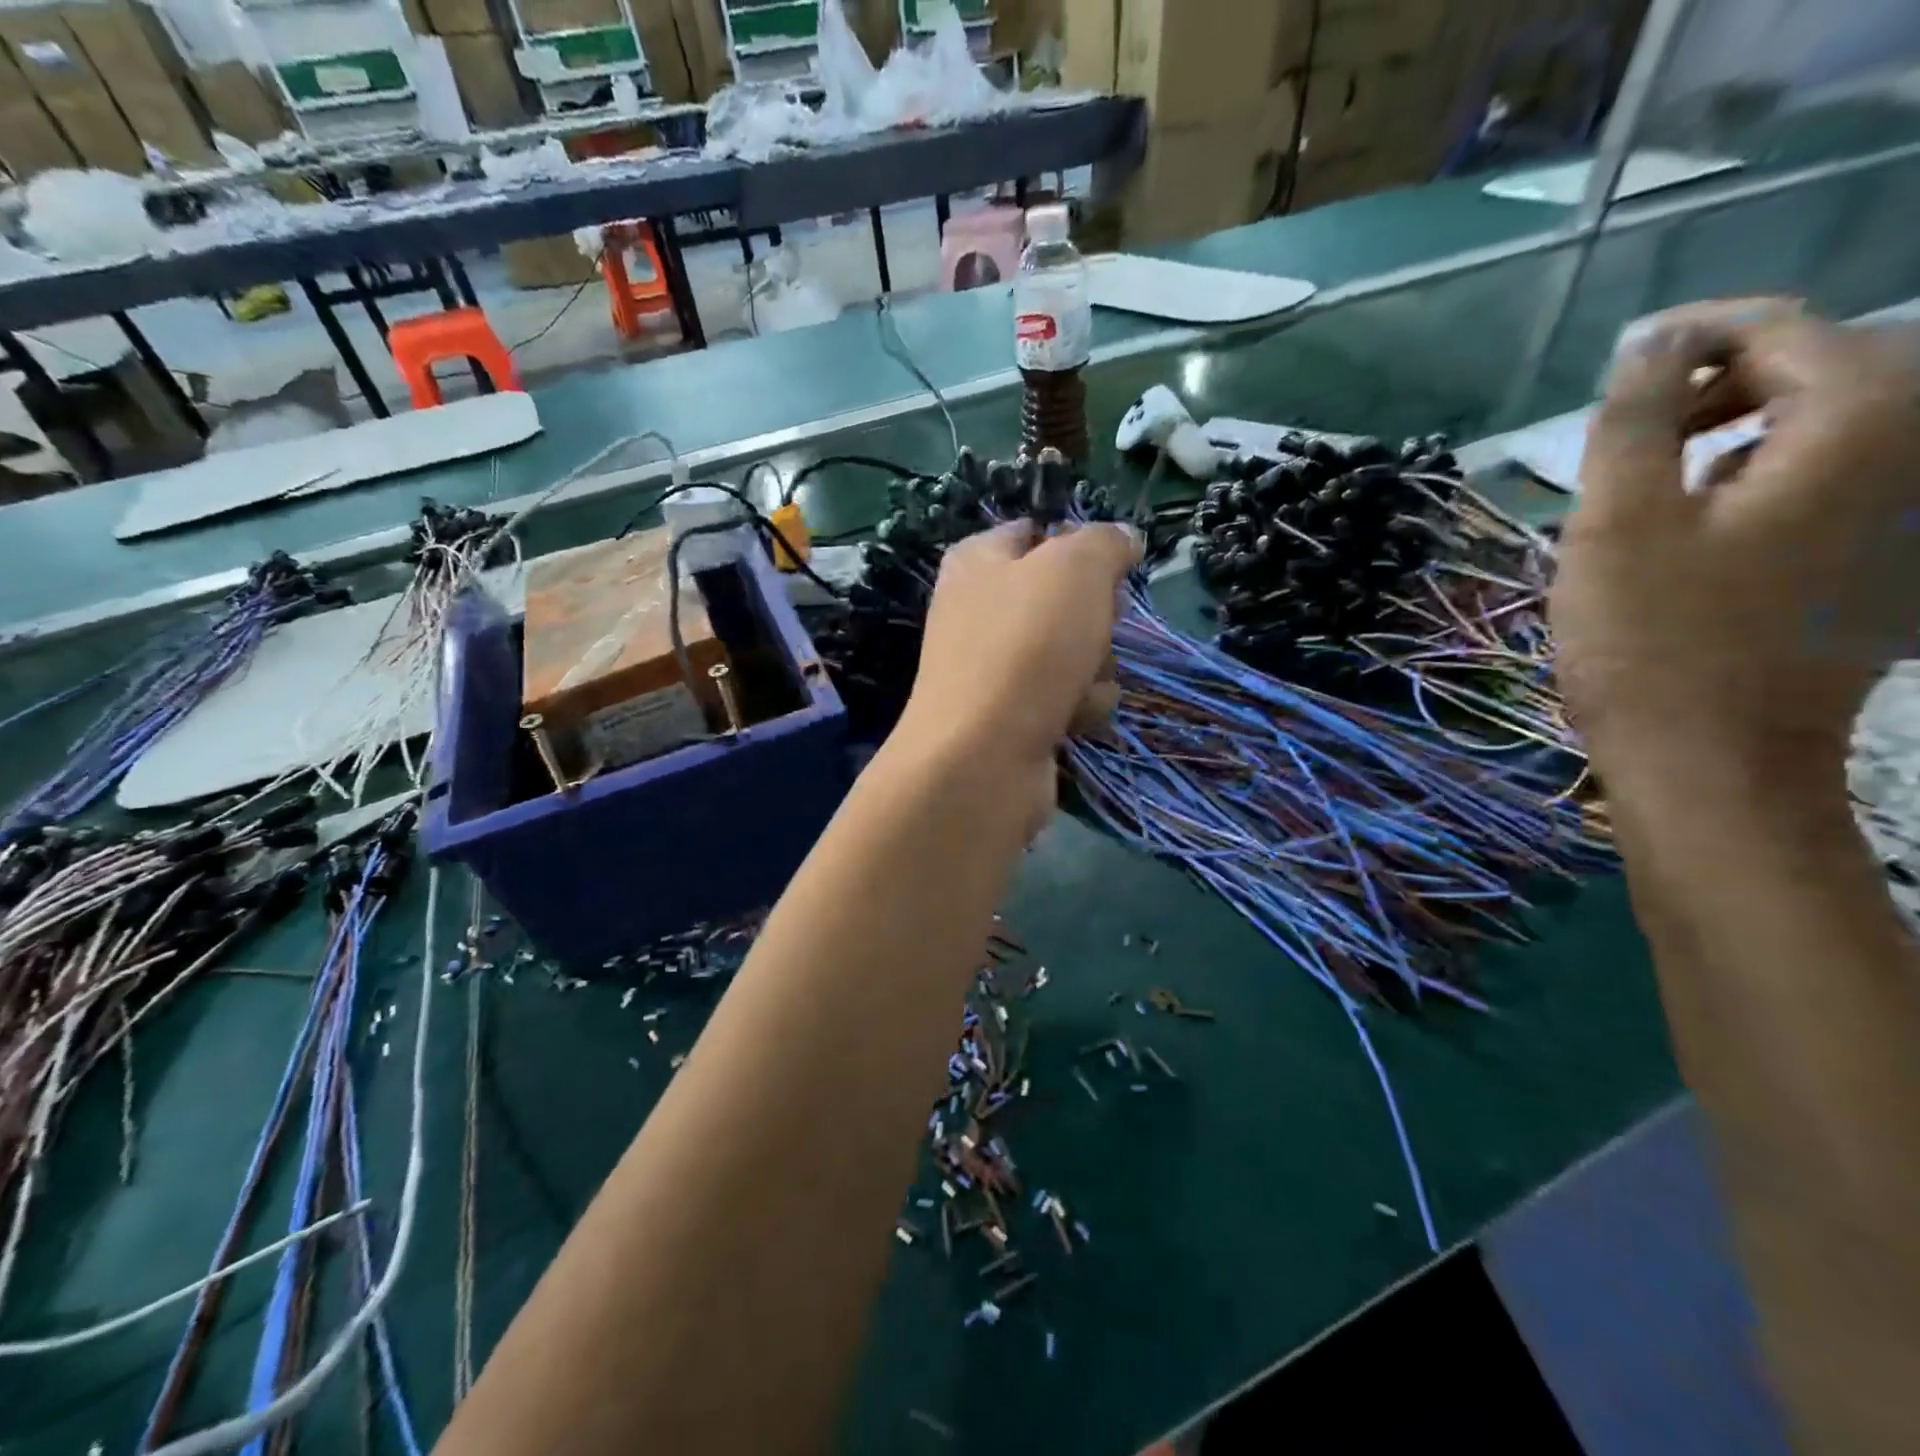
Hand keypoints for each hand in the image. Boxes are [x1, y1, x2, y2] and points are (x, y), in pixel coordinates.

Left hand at [893, 519, 1141, 821]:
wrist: (983, 756)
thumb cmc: (1026, 645)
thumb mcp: (1075, 567)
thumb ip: (1104, 542)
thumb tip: (1124, 539)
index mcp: (978, 560)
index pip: (1035, 532)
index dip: (1079, 545)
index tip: (1112, 565)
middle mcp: (980, 611)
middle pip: (1064, 598)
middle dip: (1095, 616)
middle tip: (1096, 628)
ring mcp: (996, 669)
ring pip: (1075, 651)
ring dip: (1095, 667)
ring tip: (1079, 684)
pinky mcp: (1013, 717)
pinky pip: (1067, 699)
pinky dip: (1079, 707)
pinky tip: (1072, 719)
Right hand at [1552, 298, 1919, 789]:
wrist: (1713, 758)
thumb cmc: (1651, 642)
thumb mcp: (1617, 524)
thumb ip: (1634, 420)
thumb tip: (1653, 342)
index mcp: (1856, 428)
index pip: (1785, 330)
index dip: (1695, 336)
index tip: (1620, 365)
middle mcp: (1915, 450)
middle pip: (1829, 364)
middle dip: (1727, 375)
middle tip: (1636, 420)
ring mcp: (1914, 508)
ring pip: (1838, 418)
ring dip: (1747, 422)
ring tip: (1662, 466)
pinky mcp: (1893, 553)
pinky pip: (1844, 471)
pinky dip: (1773, 466)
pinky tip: (1711, 511)